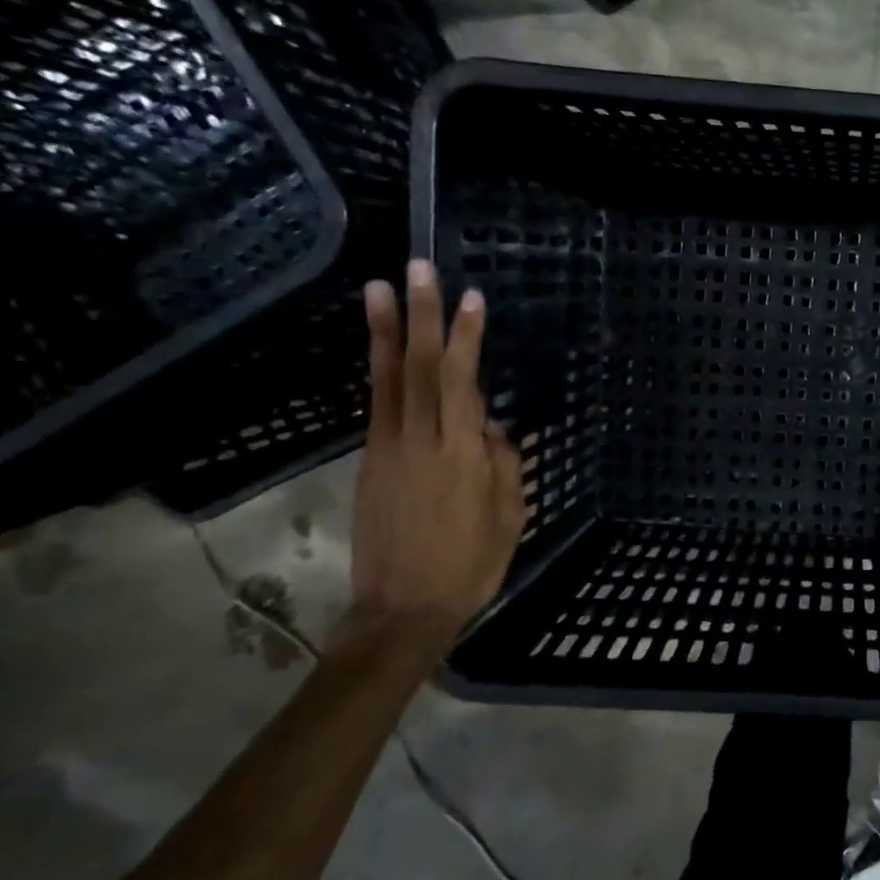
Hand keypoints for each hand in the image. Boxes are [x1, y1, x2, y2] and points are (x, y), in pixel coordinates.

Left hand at [345, 260, 524, 652]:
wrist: (403, 609)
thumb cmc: (471, 564)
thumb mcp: (508, 515)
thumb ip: (501, 462)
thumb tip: (488, 425)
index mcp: (459, 454)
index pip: (460, 380)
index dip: (465, 337)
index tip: (472, 298)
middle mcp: (418, 441)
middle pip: (417, 367)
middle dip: (421, 315)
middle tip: (419, 269)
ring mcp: (387, 450)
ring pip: (386, 379)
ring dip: (384, 331)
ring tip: (379, 289)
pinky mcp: (371, 463)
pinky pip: (378, 405)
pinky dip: (379, 370)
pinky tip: (383, 349)